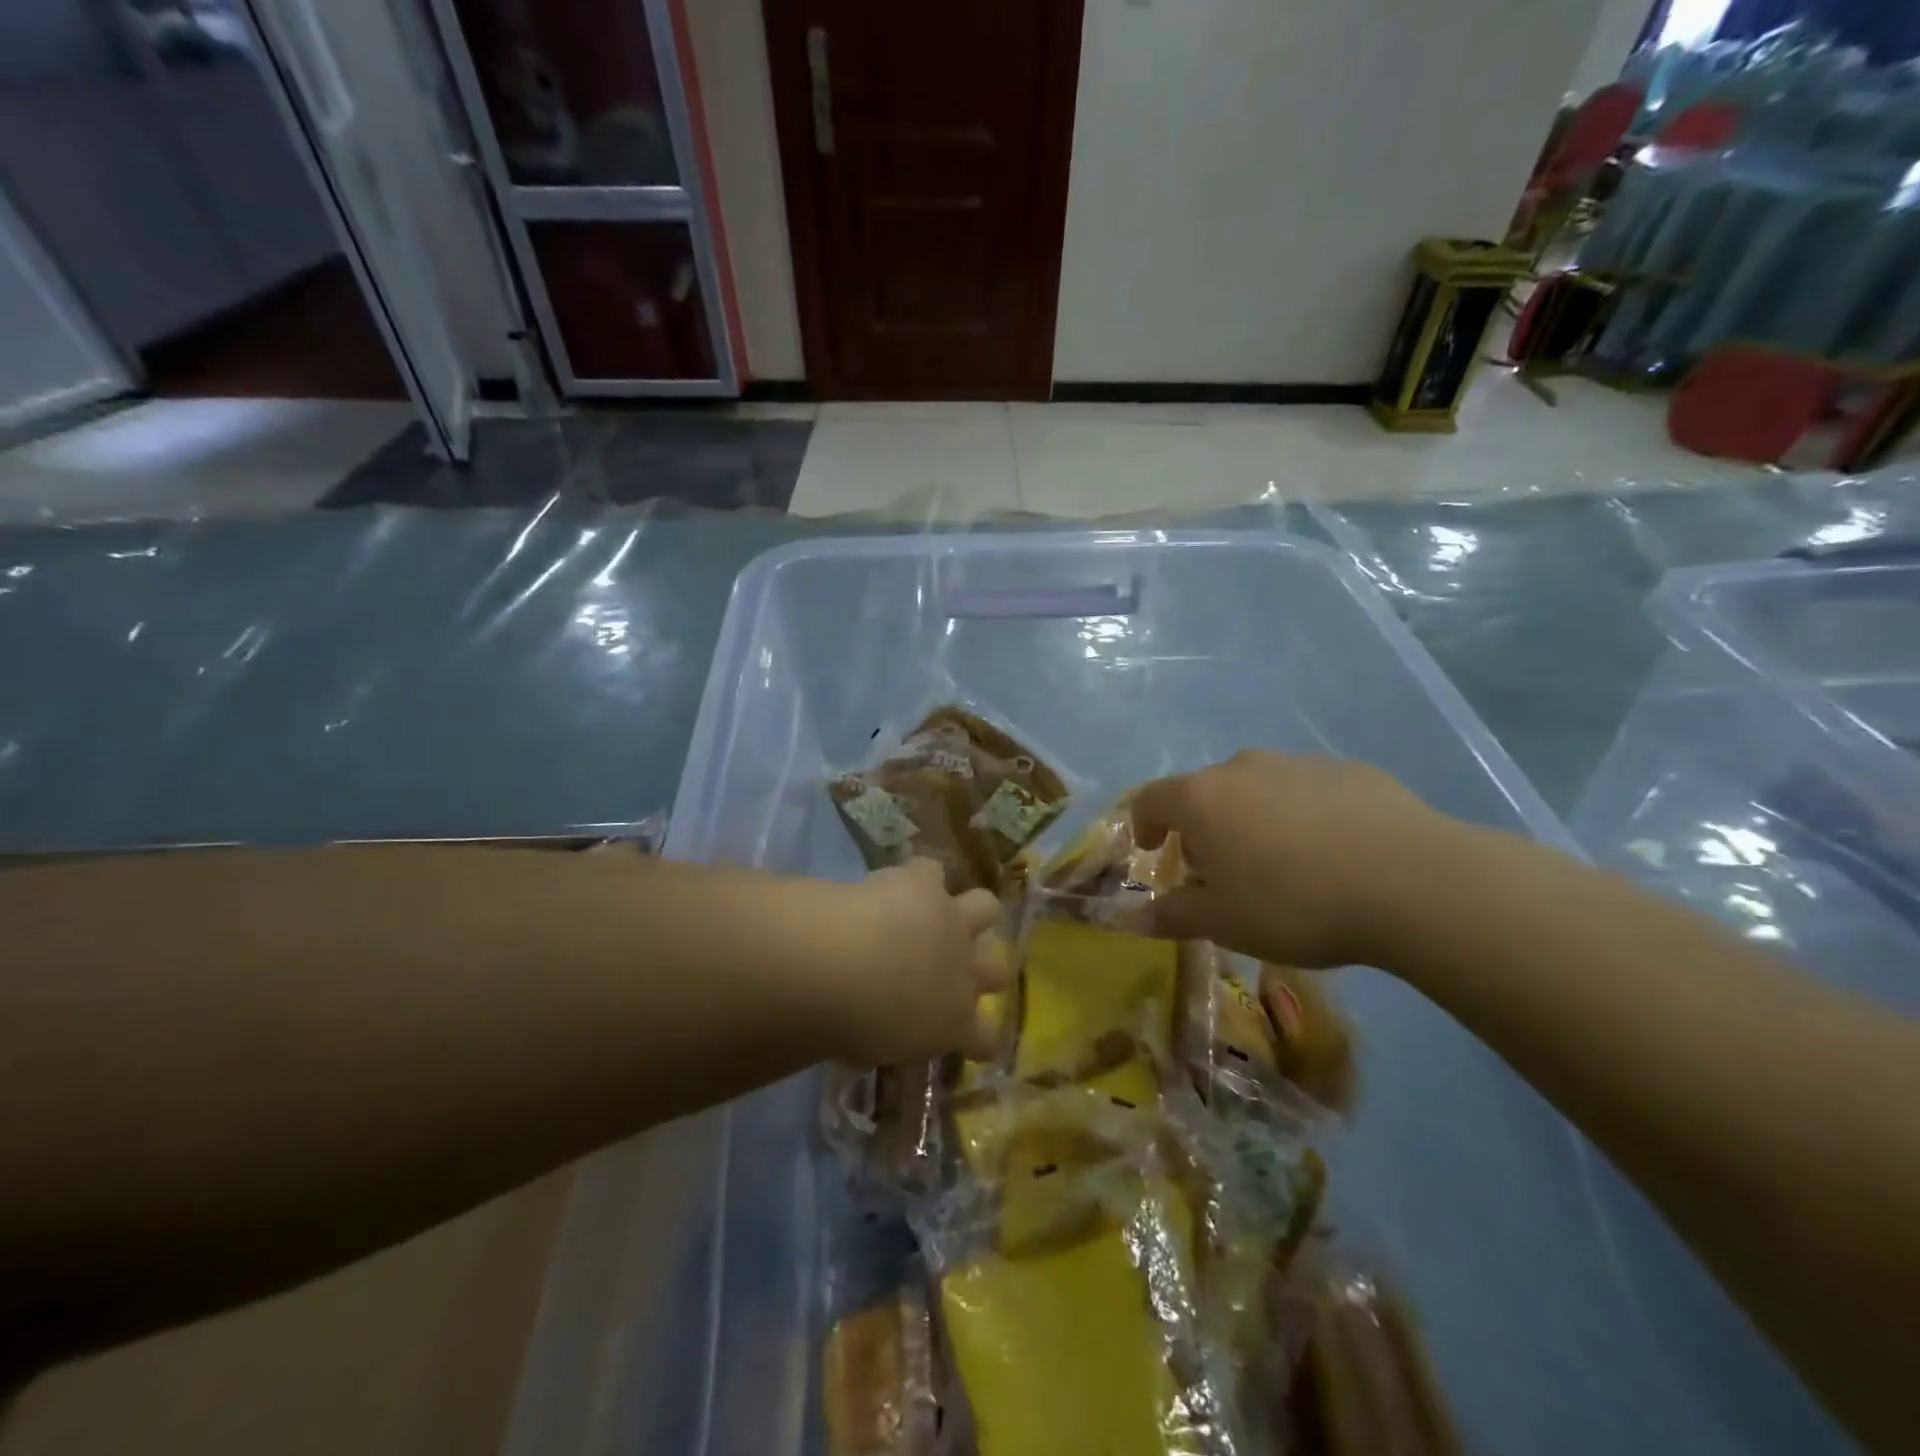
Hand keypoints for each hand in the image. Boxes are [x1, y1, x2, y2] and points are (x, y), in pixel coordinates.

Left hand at [827, 858, 1010, 1064]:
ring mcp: (951, 922)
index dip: (982, 1038)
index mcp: (954, 1024)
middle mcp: (964, 971)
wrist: (842, 964)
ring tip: (945, 912)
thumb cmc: (850, 1026)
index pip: (986, 1038)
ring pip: (987, 907)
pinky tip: (901, 881)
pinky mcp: (925, 883)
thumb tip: (884, 1038)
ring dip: (972, 911)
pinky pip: (932, 871)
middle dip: (985, 968)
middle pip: (998, 969)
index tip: (971, 1037)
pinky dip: (919, 876)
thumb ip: (891, 1041)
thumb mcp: (874, 1051)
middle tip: (955, 968)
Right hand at [1130, 751, 1463, 968]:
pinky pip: (1307, 792)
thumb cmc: (1293, 903)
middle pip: (1205, 793)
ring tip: (1281, 867)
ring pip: (1258, 789)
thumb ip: (1173, 915)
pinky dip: (1303, 816)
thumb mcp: (1224, 923)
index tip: (1150, 851)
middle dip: (1202, 829)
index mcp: (1202, 798)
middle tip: (1221, 873)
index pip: (1150, 799)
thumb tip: (1135, 918)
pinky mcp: (1349, 770)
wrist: (1410, 881)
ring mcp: (1298, 763)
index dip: (1142, 825)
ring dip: (1252, 820)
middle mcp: (1242, 768)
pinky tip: (1333, 855)